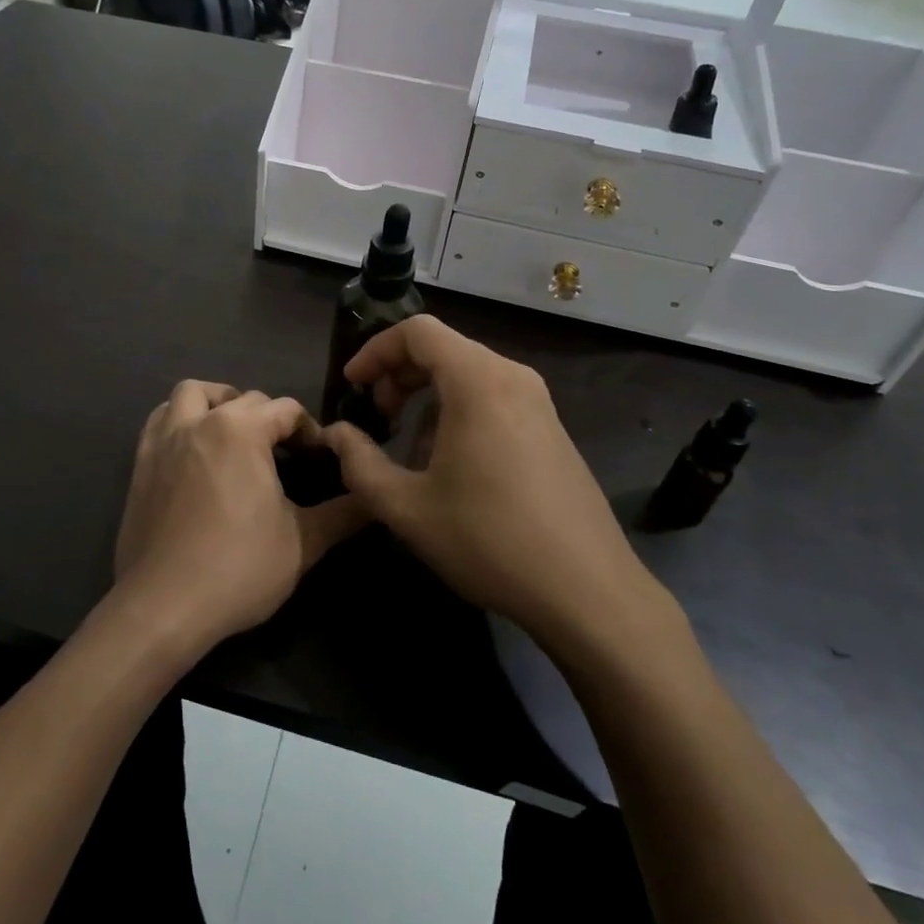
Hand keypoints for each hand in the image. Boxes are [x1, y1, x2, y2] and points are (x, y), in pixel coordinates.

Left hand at [112, 381, 363, 654]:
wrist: (163, 606)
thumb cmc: (239, 568)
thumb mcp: (303, 543)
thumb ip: (344, 513)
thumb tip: (376, 499)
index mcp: (241, 430)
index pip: (286, 409)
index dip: (309, 430)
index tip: (319, 460)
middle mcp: (200, 421)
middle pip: (244, 398)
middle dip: (269, 417)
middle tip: (284, 454)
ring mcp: (165, 440)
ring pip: (191, 394)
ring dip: (217, 402)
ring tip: (234, 432)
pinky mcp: (141, 463)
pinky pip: (161, 420)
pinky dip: (181, 420)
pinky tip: (195, 451)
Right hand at [320, 318, 660, 647]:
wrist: (587, 591)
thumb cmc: (489, 540)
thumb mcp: (407, 507)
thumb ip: (360, 463)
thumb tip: (336, 434)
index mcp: (478, 382)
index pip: (418, 332)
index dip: (376, 350)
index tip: (352, 385)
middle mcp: (513, 378)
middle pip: (444, 349)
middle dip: (399, 375)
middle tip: (377, 417)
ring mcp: (539, 404)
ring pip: (469, 375)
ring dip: (429, 398)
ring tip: (410, 451)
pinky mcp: (552, 430)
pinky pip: (494, 399)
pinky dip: (460, 412)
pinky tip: (452, 466)